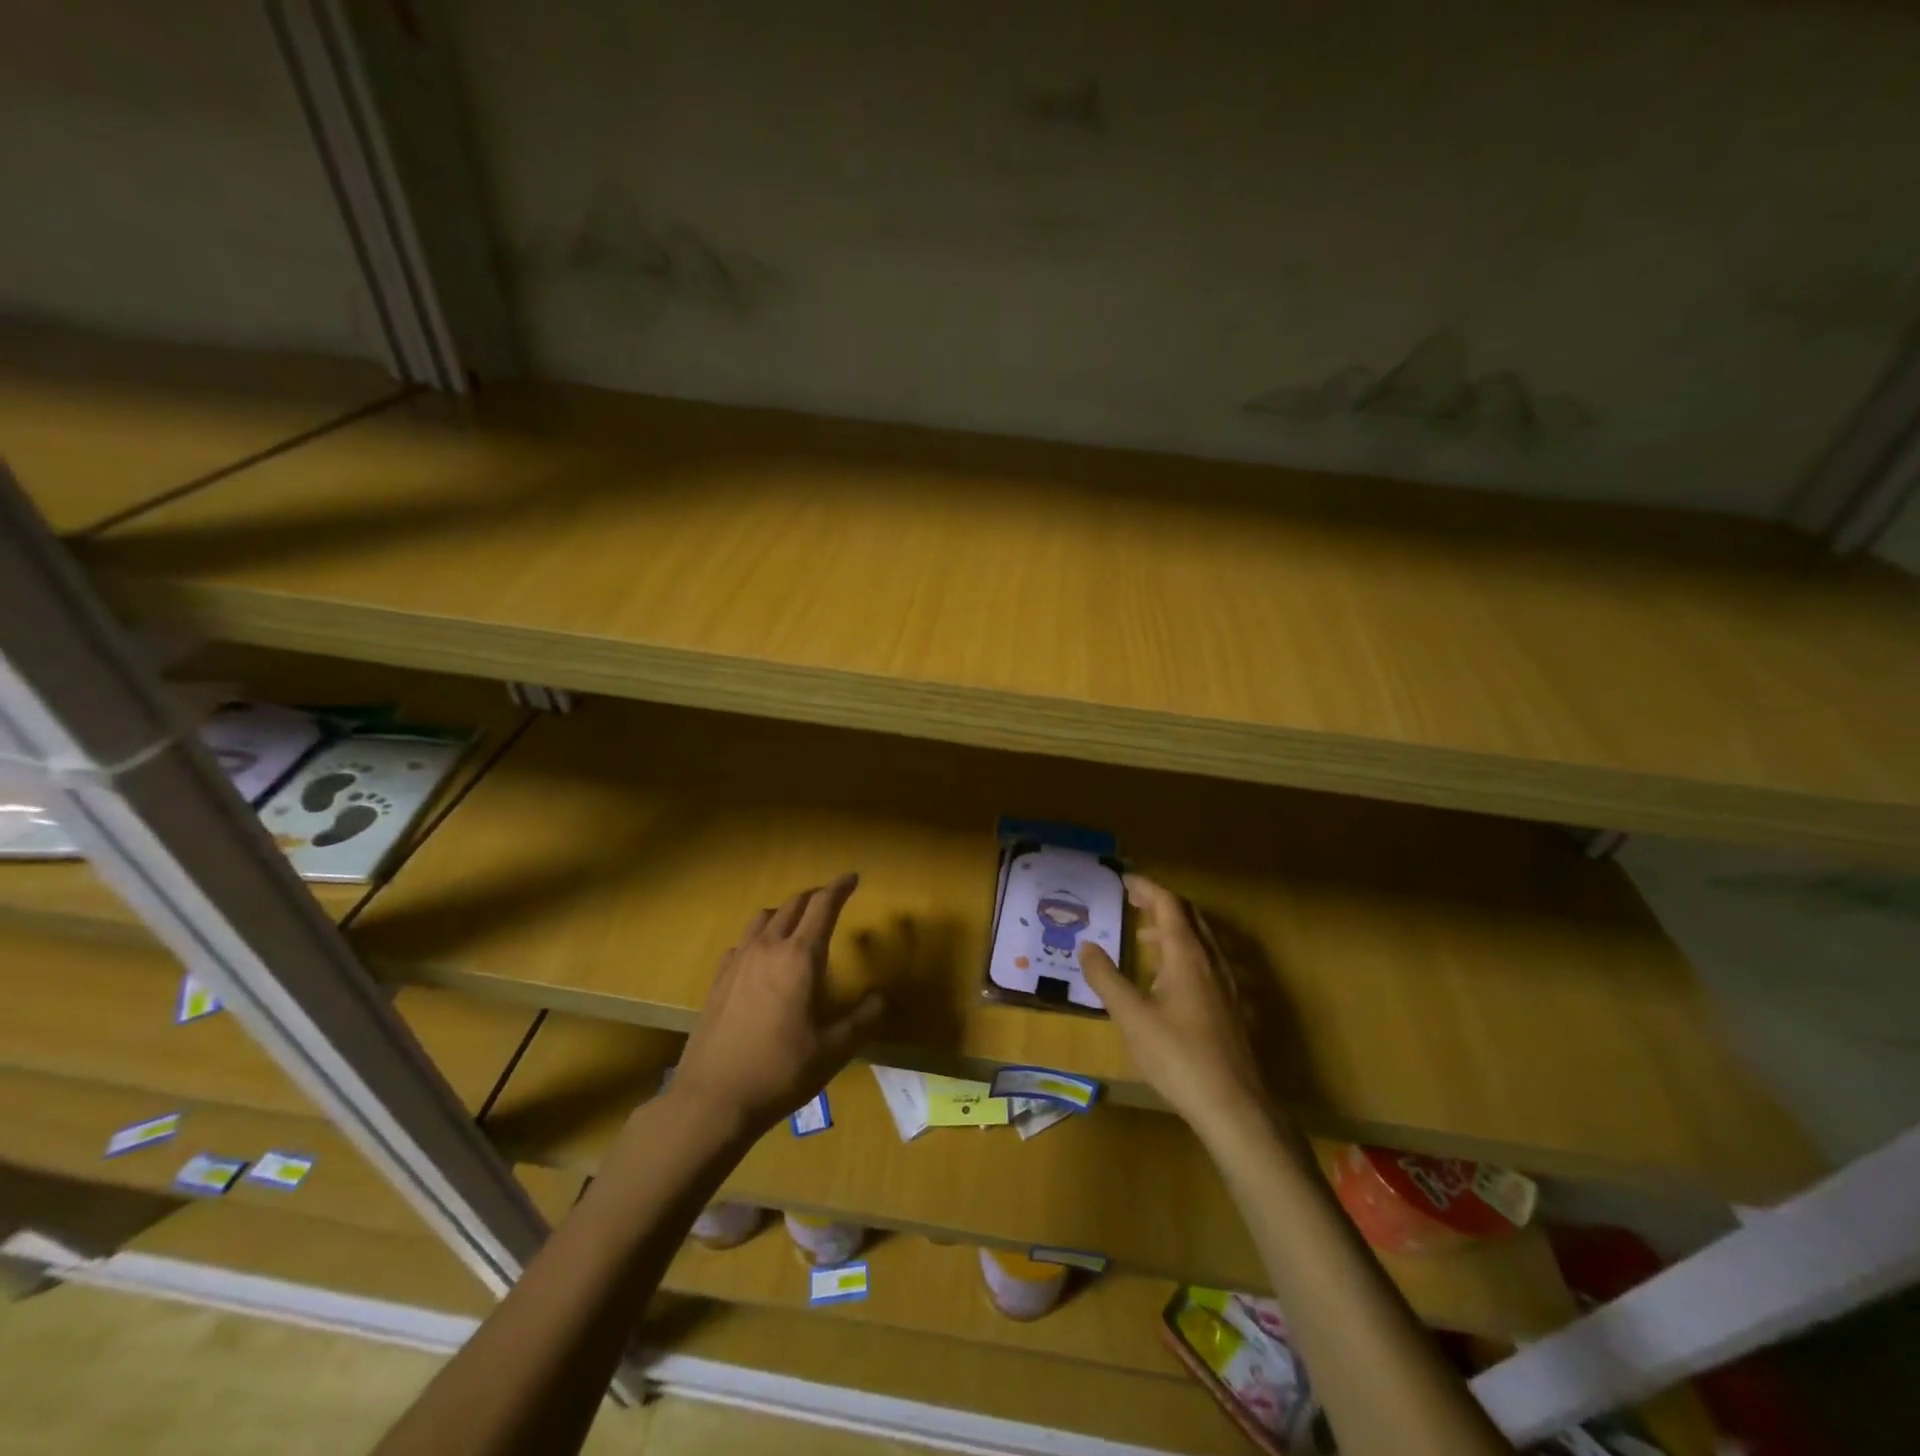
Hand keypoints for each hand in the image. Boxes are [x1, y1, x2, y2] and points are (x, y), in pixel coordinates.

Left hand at [670, 873, 883, 1138]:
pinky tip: (763, 957)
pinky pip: (743, 941)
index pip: (823, 906)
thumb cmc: (780, 1072)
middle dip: (815, 896)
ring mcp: (739, 961)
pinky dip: (760, 936)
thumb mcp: (833, 1051)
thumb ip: (862, 1020)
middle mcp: (768, 948)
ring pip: (764, 917)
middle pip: (793, 905)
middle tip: (831, 899)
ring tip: (798, 924)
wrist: (712, 1099)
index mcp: (800, 958)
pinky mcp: (719, 979)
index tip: (853, 878)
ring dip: (785, 912)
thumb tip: (880, 997)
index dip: (840, 888)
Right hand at [1079, 874, 1274, 1140]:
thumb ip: (1106, 977)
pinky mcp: (1233, 1007)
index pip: (1168, 904)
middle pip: (1189, 916)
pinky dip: (1185, 953)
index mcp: (1187, 955)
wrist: (1234, 1105)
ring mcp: (1228, 984)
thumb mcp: (1131, 1016)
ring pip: (1201, 940)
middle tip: (1133, 902)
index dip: (1146, 888)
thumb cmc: (1178, 1055)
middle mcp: (1211, 960)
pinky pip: (1208, 962)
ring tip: (1144, 938)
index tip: (1123, 880)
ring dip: (1173, 929)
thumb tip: (1086, 945)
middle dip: (1160, 904)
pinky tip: (1169, 981)